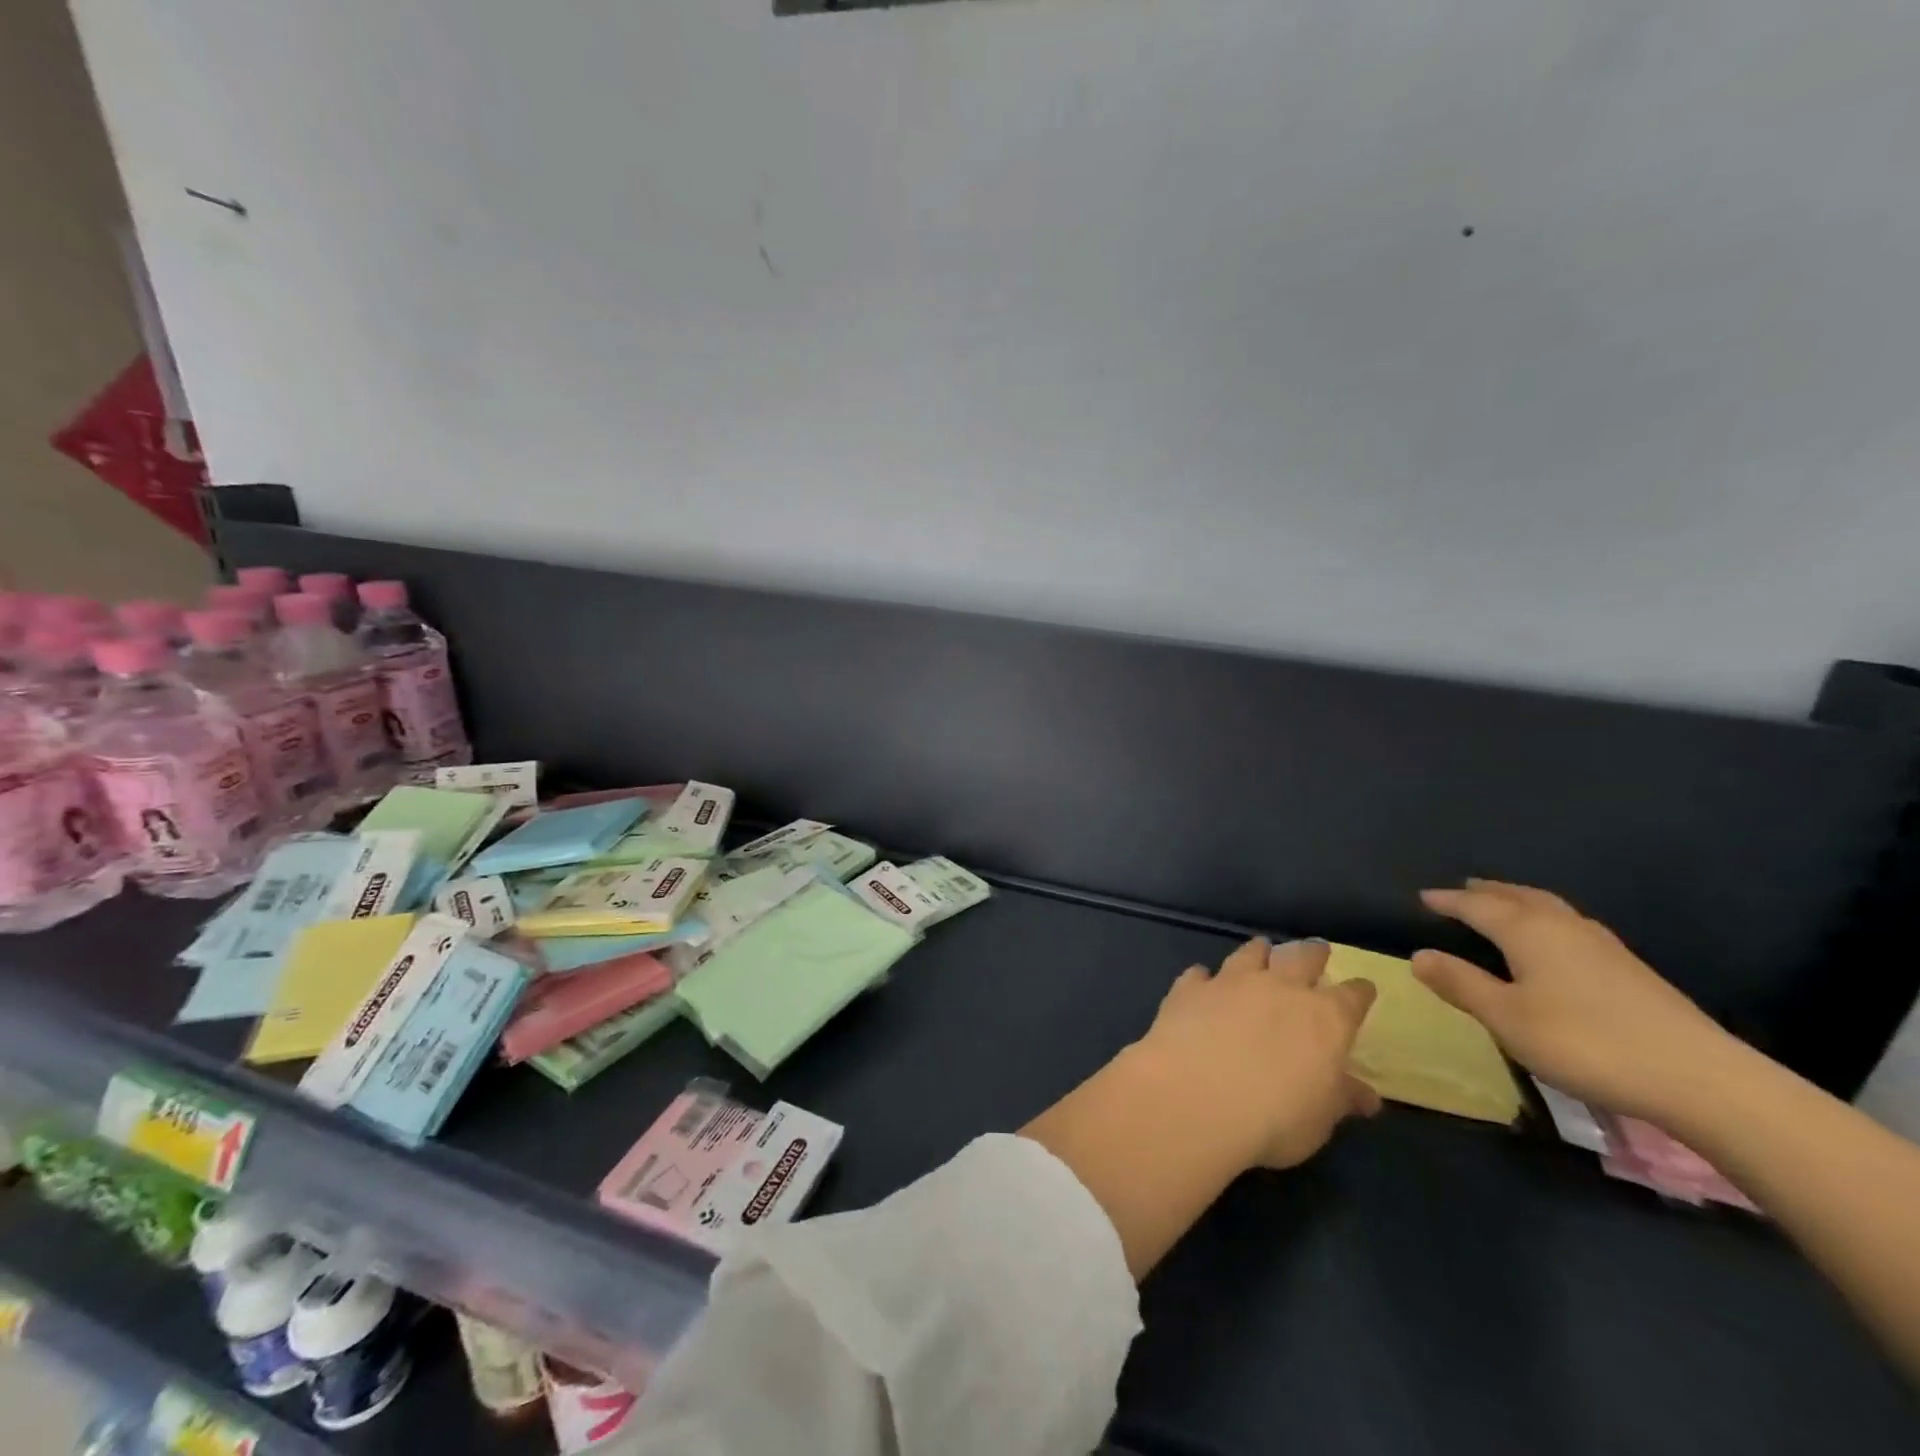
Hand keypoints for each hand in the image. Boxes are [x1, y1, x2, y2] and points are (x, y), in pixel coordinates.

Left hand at [1139, 937, 1380, 1170]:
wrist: (1195, 1096)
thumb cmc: (1274, 1117)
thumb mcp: (1320, 1118)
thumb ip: (1341, 1098)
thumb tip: (1367, 1096)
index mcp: (1324, 1018)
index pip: (1352, 997)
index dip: (1360, 992)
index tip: (1363, 988)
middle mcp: (1280, 988)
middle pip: (1301, 958)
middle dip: (1312, 953)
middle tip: (1316, 949)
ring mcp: (1231, 982)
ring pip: (1250, 954)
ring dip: (1259, 952)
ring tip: (1262, 948)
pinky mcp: (1190, 988)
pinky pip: (1199, 974)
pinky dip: (1204, 977)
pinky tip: (1202, 979)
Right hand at [1414, 879, 1735, 1122]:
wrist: (1702, 1079)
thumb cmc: (1586, 1043)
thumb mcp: (1507, 1018)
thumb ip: (1461, 984)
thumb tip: (1419, 954)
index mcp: (1528, 931)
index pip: (1477, 906)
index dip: (1448, 901)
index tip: (1424, 896)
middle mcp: (1563, 926)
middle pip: (1518, 897)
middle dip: (1488, 891)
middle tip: (1463, 889)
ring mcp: (1603, 947)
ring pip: (1550, 908)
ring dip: (1520, 901)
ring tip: (1504, 905)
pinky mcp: (1631, 970)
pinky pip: (1572, 926)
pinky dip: (1548, 921)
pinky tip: (1555, 942)